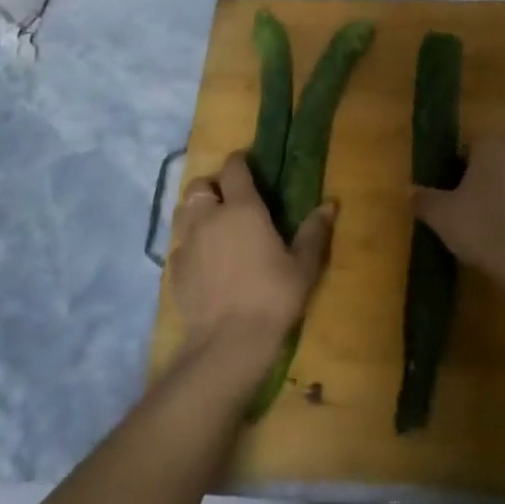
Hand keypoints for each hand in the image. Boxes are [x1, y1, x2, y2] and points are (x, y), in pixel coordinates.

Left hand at [170, 152, 335, 381]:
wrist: (228, 342)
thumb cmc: (273, 297)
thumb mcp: (304, 266)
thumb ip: (314, 232)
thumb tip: (330, 204)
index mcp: (243, 209)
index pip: (233, 169)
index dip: (239, 161)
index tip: (246, 162)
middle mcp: (209, 218)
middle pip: (199, 186)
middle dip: (212, 185)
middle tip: (228, 197)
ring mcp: (186, 242)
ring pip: (182, 211)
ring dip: (196, 209)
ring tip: (212, 223)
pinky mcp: (173, 268)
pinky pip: (178, 244)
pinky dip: (189, 243)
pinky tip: (203, 259)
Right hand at [412, 138, 504, 287]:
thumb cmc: (482, 227)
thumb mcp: (441, 215)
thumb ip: (424, 200)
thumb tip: (410, 191)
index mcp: (491, 149)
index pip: (467, 147)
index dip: (451, 167)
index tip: (441, 190)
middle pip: (488, 166)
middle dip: (472, 184)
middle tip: (453, 210)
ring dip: (491, 202)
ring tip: (474, 229)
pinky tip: (497, 241)